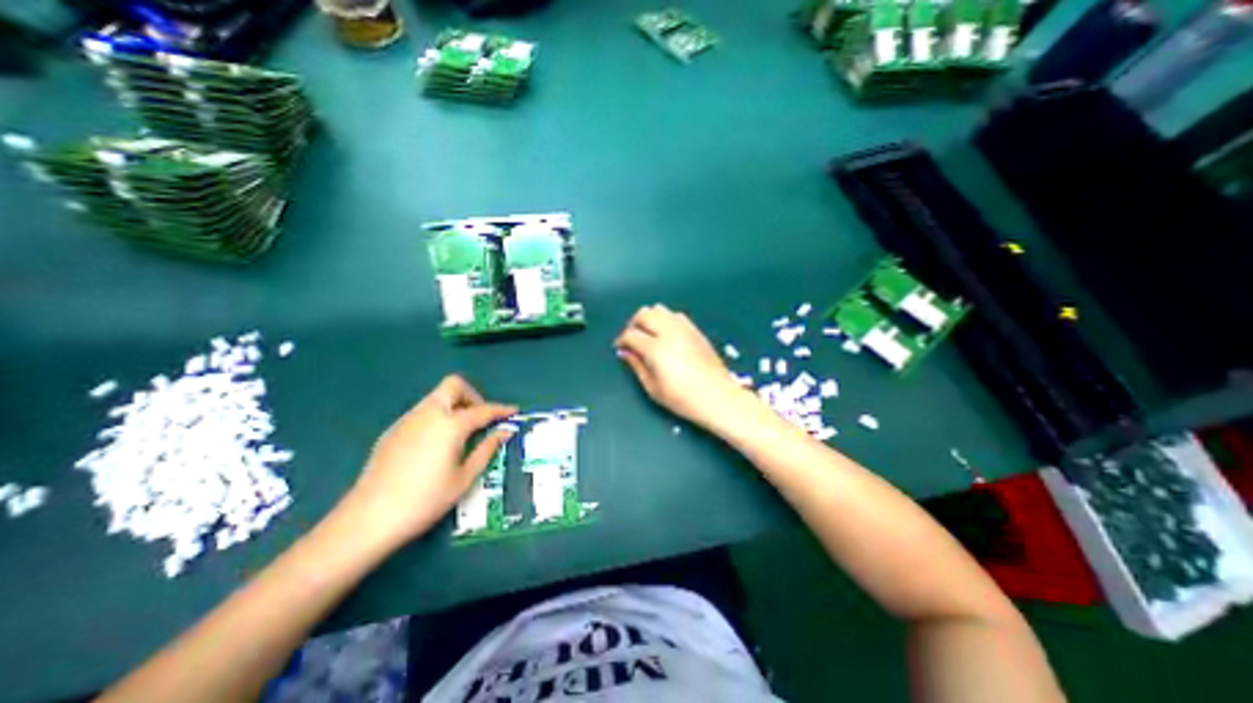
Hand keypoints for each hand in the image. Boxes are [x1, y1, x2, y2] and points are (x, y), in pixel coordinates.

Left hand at [336, 376, 517, 551]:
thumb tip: (505, 431)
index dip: (501, 410)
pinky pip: (422, 412)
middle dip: (472, 396)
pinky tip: (436, 444)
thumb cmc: (426, 500)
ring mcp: (407, 420)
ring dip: (454, 405)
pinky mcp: (393, 431)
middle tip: (480, 419)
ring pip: (436, 398)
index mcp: (450, 425)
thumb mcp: (465, 477)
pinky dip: (437, 417)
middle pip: (453, 386)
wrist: (369, 519)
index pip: (483, 410)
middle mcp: (428, 414)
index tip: (514, 411)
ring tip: (460, 433)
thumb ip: (487, 449)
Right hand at [616, 304, 746, 424]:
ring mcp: (684, 328)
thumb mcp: (653, 388)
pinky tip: (665, 333)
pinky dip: (665, 319)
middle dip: (633, 324)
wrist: (718, 397)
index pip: (631, 334)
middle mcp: (669, 332)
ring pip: (660, 309)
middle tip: (631, 338)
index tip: (620, 348)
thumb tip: (625, 352)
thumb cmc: (683, 398)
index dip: (621, 340)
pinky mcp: (695, 330)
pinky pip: (675, 315)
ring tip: (648, 333)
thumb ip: (636, 366)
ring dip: (649, 318)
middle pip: (644, 314)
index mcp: (656, 348)